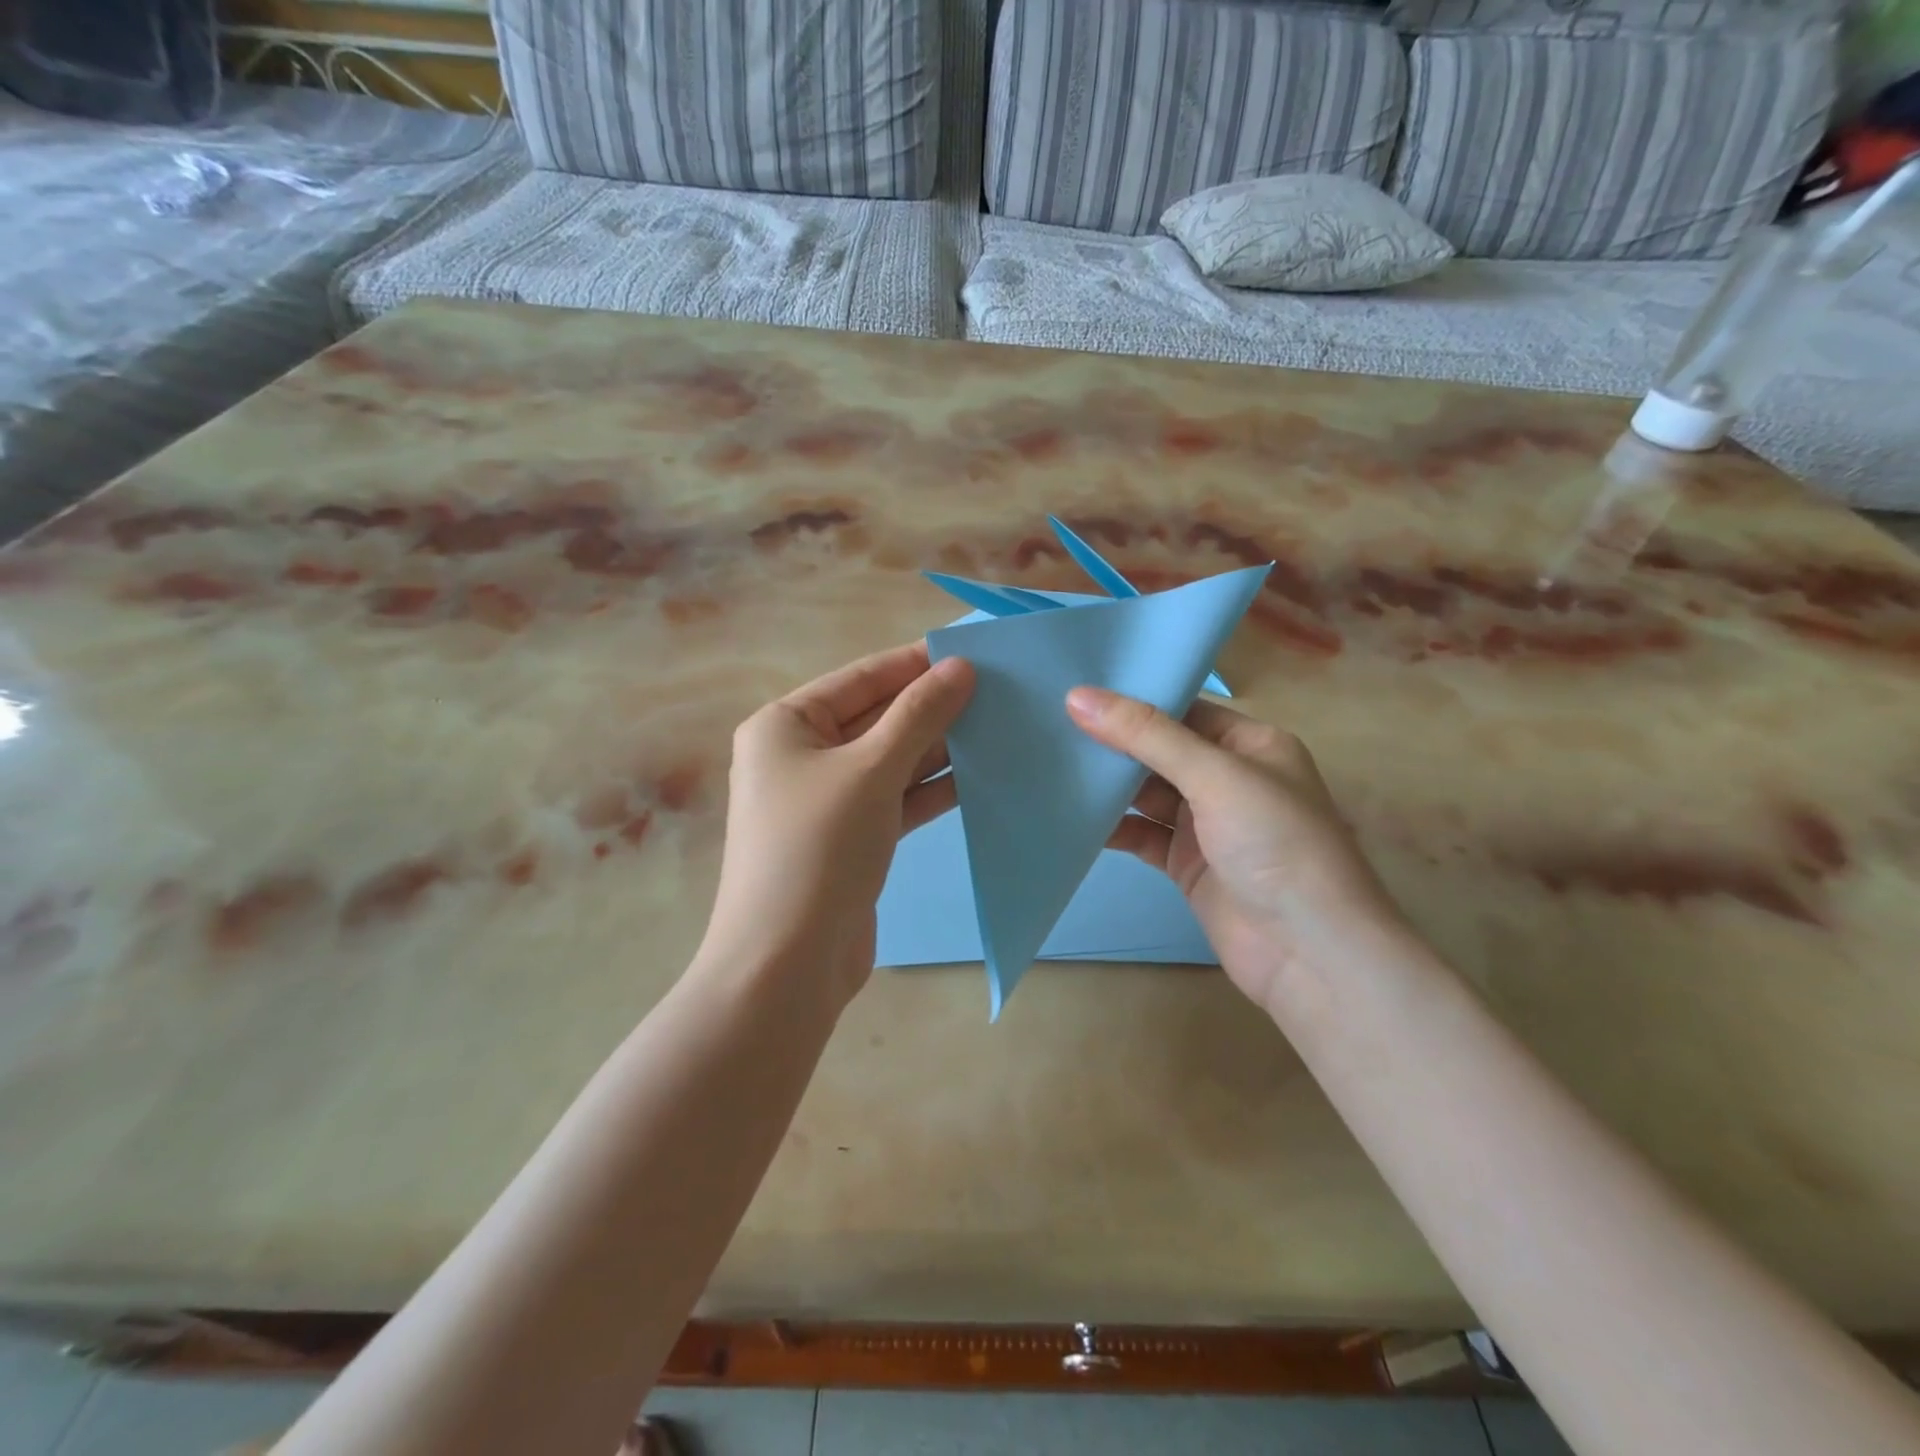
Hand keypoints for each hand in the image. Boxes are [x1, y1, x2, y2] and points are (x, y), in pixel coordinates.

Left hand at [708, 642, 974, 1007]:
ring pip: (891, 760)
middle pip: (877, 718)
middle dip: (933, 707)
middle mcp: (801, 756)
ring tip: (999, 729)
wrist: (787, 965)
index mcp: (785, 726)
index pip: (861, 678)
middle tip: (999, 692)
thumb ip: (919, 715)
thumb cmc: (818, 849)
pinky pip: (895, 799)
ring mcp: (826, 801)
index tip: (974, 653)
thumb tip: (960, 667)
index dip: (917, 663)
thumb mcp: (871, 771)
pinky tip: (979, 777)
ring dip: (939, 748)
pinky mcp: (850, 839)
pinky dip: (931, 789)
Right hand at [1066, 687, 1402, 1014]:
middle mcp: (1230, 779)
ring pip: (1147, 794)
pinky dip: (1113, 827)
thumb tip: (1077, 697)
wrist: (1309, 953)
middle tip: (1051, 723)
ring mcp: (1208, 824)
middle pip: (1161, 751)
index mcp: (1251, 745)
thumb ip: (1147, 735)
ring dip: (1108, 785)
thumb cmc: (1276, 844)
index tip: (1077, 689)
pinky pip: (1142, 835)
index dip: (1135, 699)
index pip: (1184, 710)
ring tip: (1052, 764)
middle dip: (1113, 742)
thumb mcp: (1214, 776)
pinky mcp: (1187, 864)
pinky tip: (1074, 818)